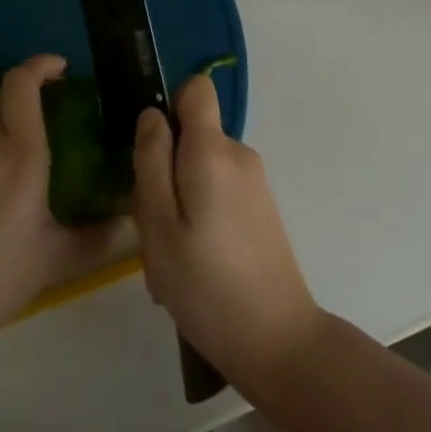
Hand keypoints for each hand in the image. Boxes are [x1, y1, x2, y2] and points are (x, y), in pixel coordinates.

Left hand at [0, 56, 126, 346]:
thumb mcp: (57, 259)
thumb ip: (101, 239)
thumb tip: (134, 224)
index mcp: (19, 151)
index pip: (21, 83)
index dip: (41, 64)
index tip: (64, 69)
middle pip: (3, 92)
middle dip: (31, 88)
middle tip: (61, 106)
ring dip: (11, 111)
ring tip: (39, 138)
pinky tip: (9, 175)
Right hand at [133, 73, 323, 391]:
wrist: (279, 343)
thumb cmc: (206, 285)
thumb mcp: (158, 225)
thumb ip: (151, 161)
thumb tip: (152, 115)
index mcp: (213, 151)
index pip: (196, 89)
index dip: (169, 106)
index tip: (151, 148)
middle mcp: (239, 155)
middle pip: (191, 135)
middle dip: (164, 168)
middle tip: (152, 226)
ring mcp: (254, 183)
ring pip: (201, 168)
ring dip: (178, 200)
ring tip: (170, 256)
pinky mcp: (261, 209)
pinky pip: (218, 191)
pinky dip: (199, 215)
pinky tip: (193, 265)